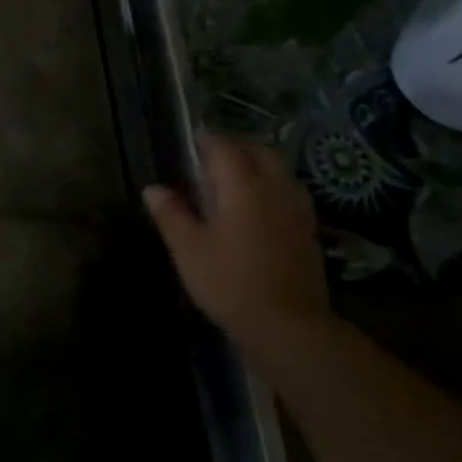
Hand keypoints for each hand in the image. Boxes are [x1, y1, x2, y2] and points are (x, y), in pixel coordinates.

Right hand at [143, 133, 330, 341]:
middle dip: (238, 146)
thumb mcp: (188, 249)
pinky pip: (290, 193)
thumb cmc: (230, 283)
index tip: (194, 135)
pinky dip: (274, 186)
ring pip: (280, 171)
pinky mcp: (309, 232)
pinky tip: (262, 203)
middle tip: (215, 152)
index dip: (208, 139)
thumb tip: (153, 188)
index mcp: (242, 187)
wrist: (288, 325)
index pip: (225, 148)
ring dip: (260, 164)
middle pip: (260, 152)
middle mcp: (274, 189)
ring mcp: (296, 210)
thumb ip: (171, 214)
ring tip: (239, 173)